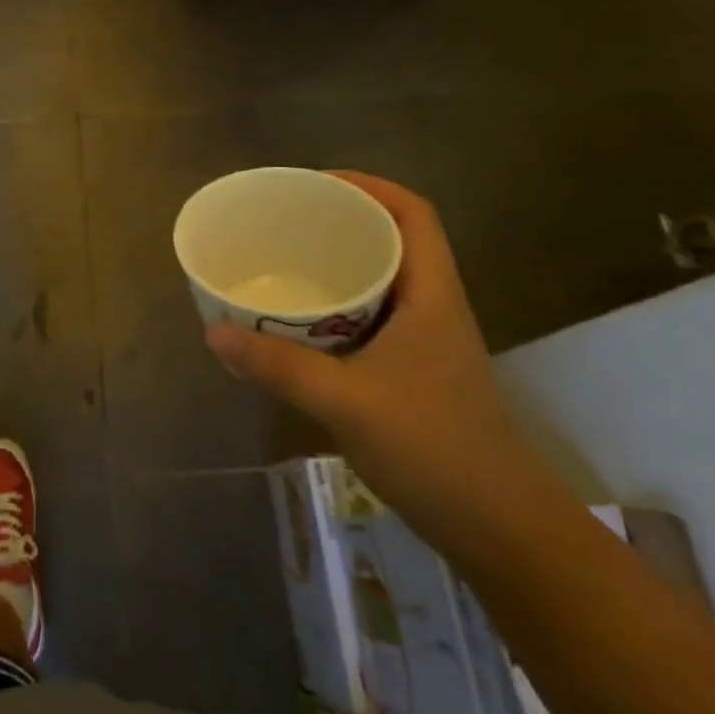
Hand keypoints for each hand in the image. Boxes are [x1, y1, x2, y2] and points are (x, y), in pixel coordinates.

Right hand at [206, 174, 574, 563]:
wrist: (501, 529)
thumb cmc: (436, 450)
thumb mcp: (348, 402)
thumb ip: (279, 366)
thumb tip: (213, 331)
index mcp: (431, 296)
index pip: (413, 215)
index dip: (369, 186)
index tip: (316, 184)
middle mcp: (432, 309)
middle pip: (393, 241)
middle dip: (341, 222)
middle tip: (285, 223)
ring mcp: (425, 344)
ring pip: (380, 283)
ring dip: (337, 268)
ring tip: (283, 264)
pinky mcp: (413, 374)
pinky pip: (369, 320)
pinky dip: (335, 310)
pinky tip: (297, 327)